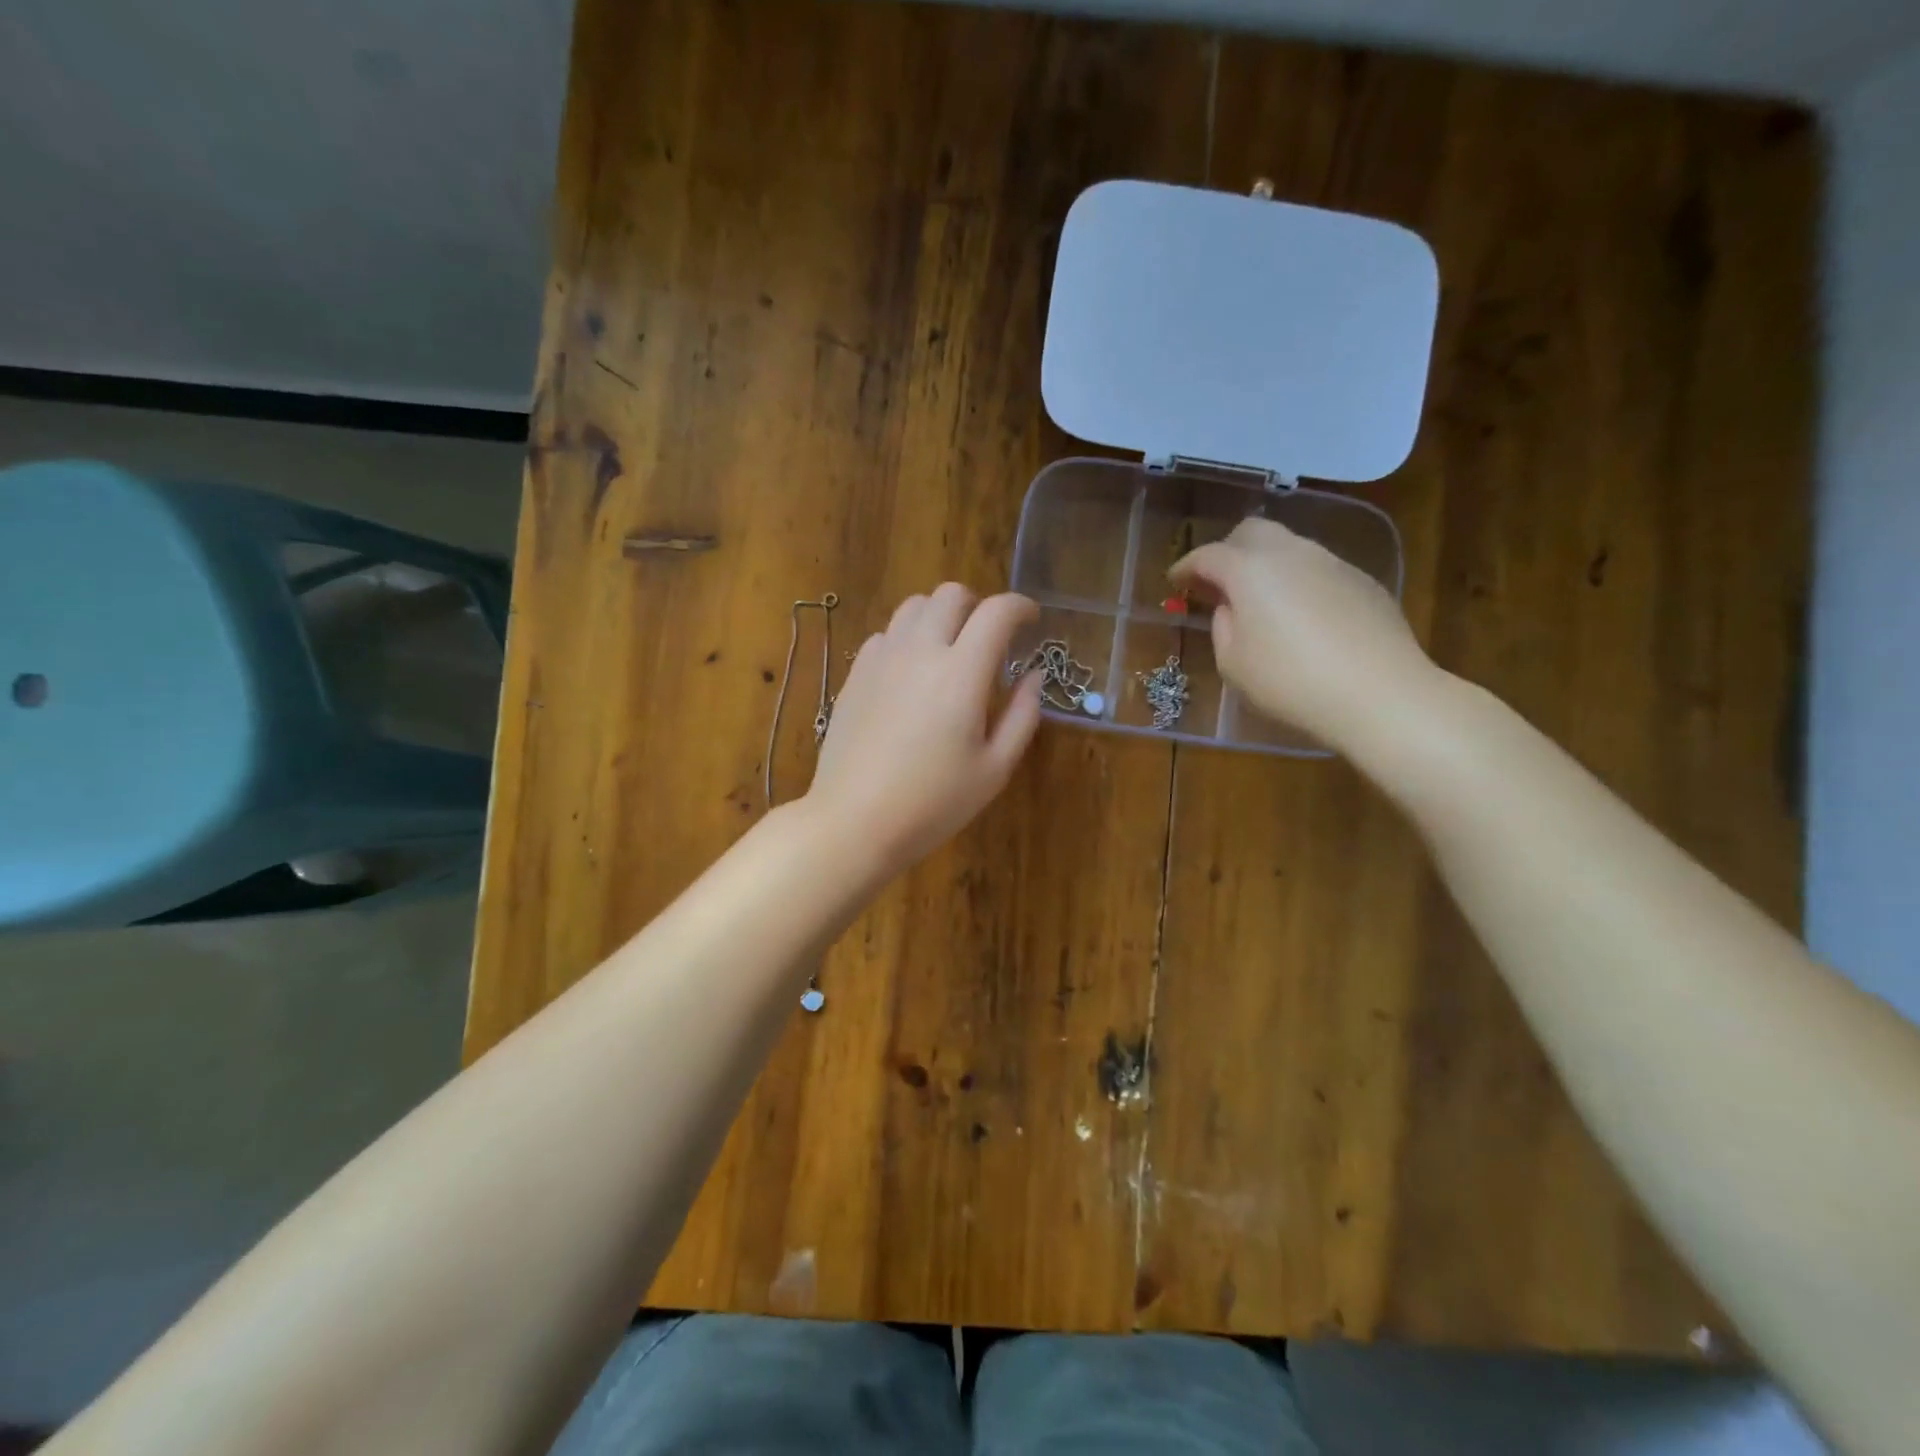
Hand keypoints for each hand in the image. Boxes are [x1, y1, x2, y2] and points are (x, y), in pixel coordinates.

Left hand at [805, 584, 1042, 871]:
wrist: (854, 821)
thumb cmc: (933, 803)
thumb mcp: (994, 769)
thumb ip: (1022, 715)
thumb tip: (1032, 676)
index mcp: (961, 673)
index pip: (997, 612)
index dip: (1021, 607)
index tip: (1032, 620)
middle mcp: (920, 651)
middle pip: (951, 594)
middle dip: (979, 605)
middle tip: (990, 638)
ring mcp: (882, 659)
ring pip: (914, 606)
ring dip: (941, 616)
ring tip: (950, 650)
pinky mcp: (856, 674)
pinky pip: (887, 633)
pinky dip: (909, 637)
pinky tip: (912, 672)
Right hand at [1170, 518, 1443, 753]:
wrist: (1379, 694)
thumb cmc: (1290, 682)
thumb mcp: (1233, 664)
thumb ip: (1223, 626)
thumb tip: (1232, 607)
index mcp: (1250, 570)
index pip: (1207, 555)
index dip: (1186, 567)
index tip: (1175, 582)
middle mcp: (1291, 553)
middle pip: (1251, 532)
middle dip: (1227, 551)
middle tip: (1216, 584)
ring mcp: (1332, 562)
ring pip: (1288, 547)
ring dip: (1265, 565)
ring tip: (1260, 602)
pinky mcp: (1362, 581)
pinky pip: (1318, 570)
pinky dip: (1298, 582)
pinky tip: (1301, 617)